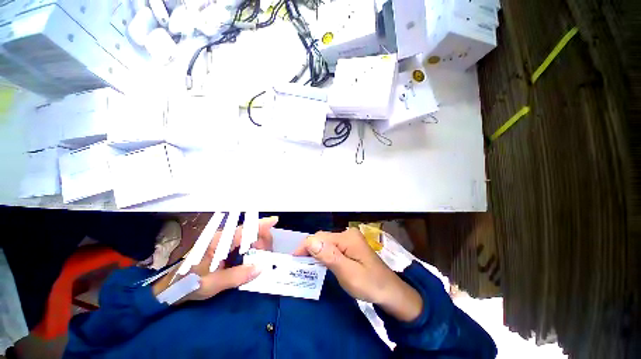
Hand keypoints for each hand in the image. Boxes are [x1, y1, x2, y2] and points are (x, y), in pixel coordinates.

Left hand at [153, 216, 278, 301]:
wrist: (169, 288)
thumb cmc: (188, 284)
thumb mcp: (212, 284)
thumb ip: (237, 276)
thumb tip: (261, 267)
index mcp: (219, 241)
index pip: (244, 230)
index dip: (261, 224)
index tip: (275, 220)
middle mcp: (223, 237)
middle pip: (249, 231)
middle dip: (262, 239)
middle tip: (268, 255)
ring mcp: (223, 241)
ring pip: (247, 236)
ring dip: (258, 244)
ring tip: (262, 258)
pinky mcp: (223, 247)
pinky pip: (242, 243)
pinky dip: (252, 248)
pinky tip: (254, 257)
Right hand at [293, 228, 422, 321]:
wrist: (391, 292)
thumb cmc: (370, 284)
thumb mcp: (348, 273)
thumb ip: (329, 256)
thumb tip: (311, 241)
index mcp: (347, 238)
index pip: (320, 237)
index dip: (305, 246)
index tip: (294, 259)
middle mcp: (348, 234)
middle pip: (323, 238)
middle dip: (310, 249)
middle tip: (299, 264)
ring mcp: (350, 239)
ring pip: (327, 242)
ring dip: (316, 252)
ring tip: (307, 264)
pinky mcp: (351, 246)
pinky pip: (333, 247)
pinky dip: (324, 254)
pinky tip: (321, 262)